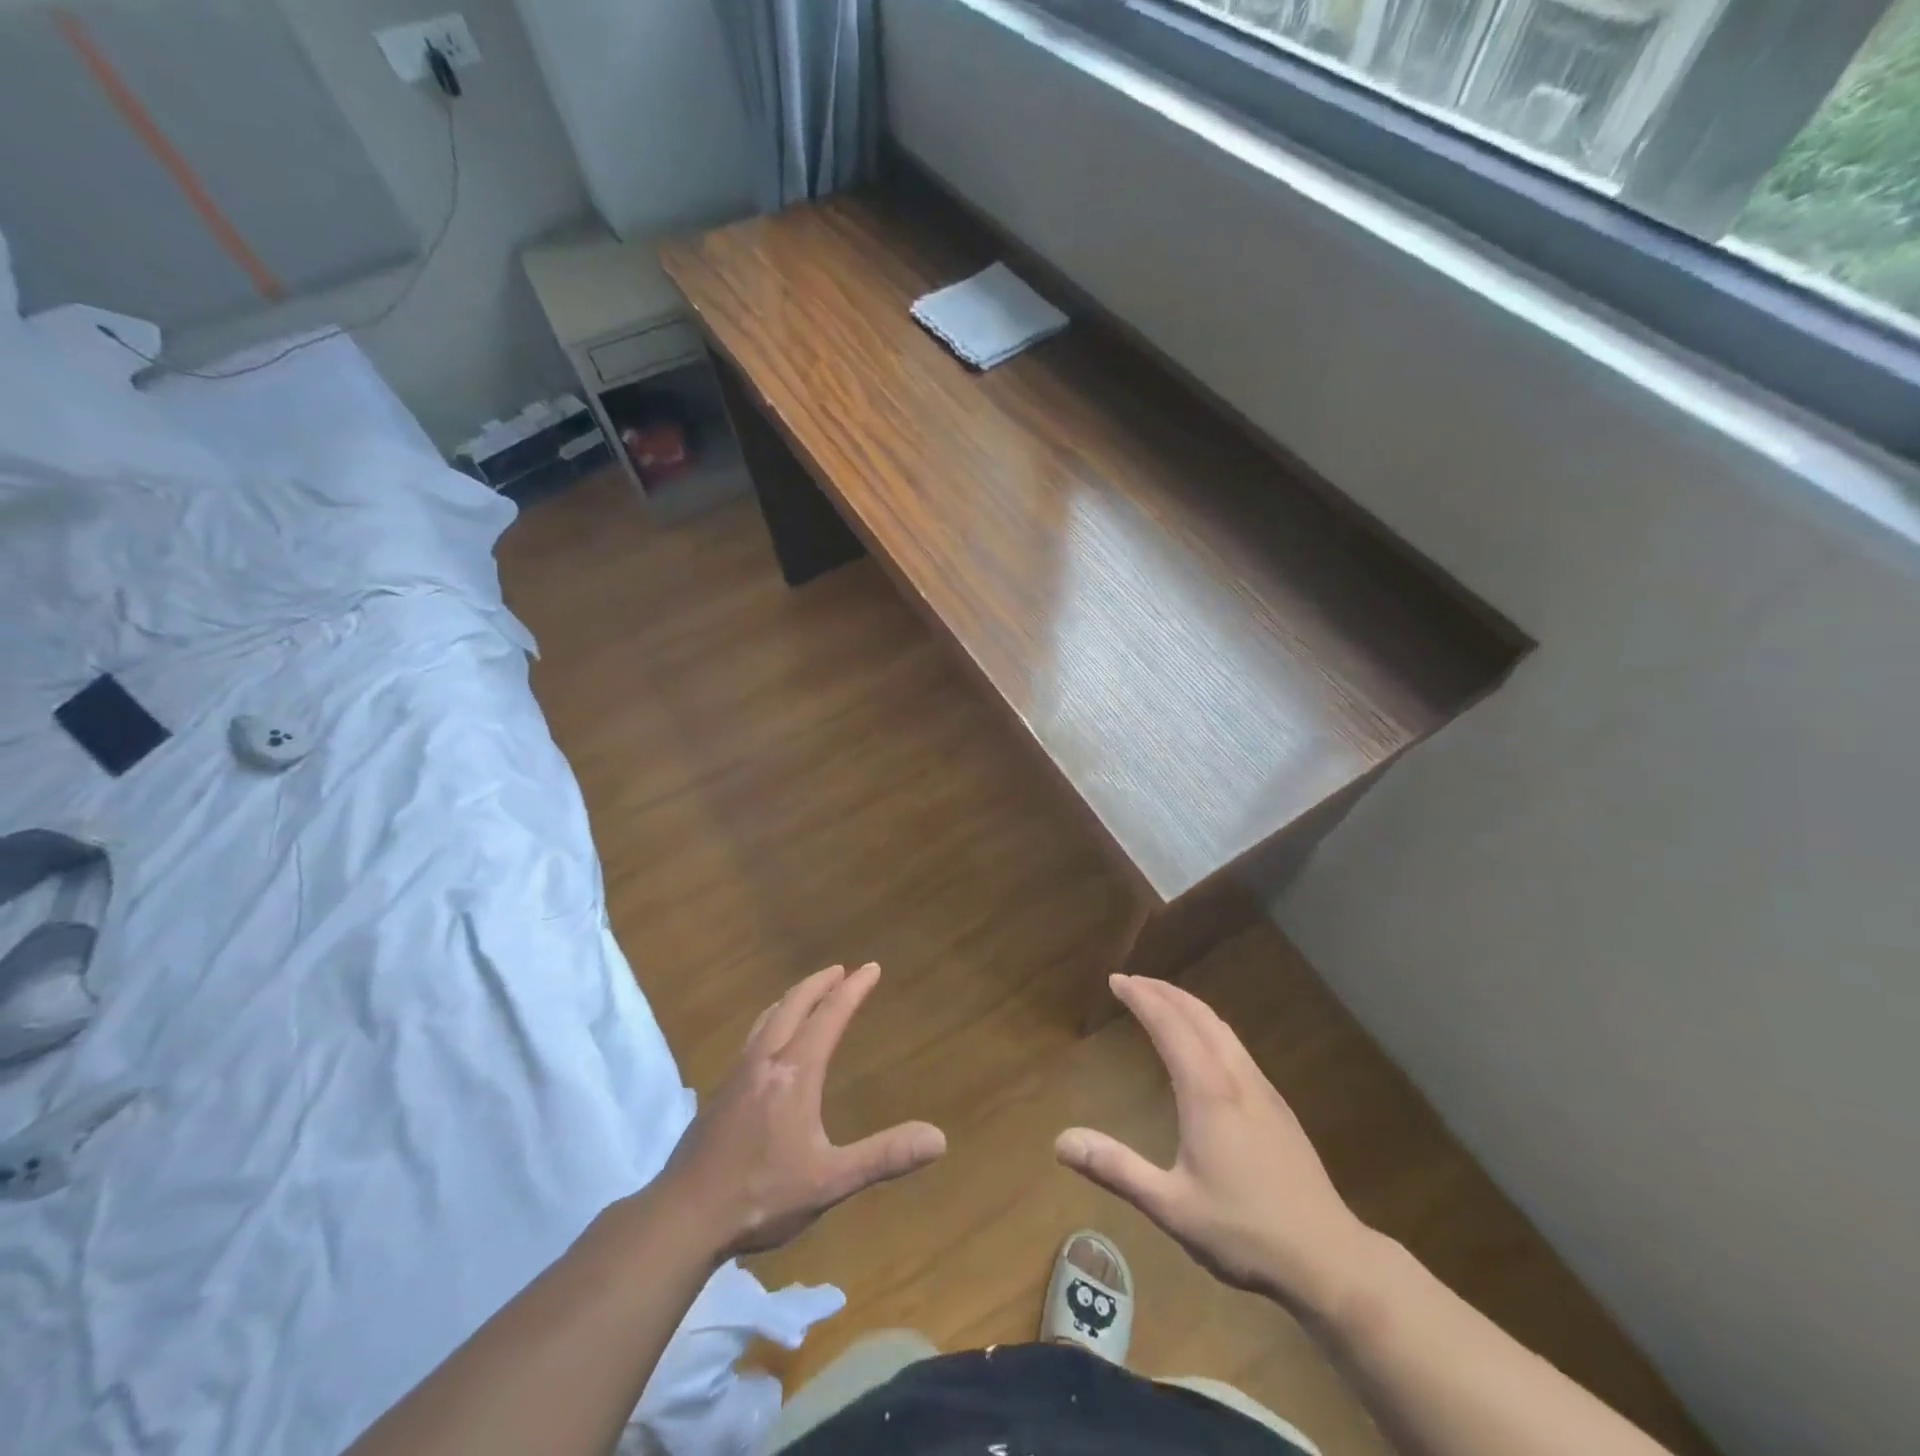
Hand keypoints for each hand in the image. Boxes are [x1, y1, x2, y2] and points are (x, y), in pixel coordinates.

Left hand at [657, 963, 946, 1260]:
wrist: (682, 1218)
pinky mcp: (719, 1094)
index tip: (871, 967)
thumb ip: (884, 1157)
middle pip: (793, 1006)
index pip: (829, 1017)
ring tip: (805, 995)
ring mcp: (737, 1076)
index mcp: (795, 1072)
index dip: (853, 990)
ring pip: (767, 1020)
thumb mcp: (830, 1181)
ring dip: (791, 999)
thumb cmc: (761, 1196)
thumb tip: (939, 1138)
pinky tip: (766, 1046)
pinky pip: (751, 1040)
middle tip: (840, 970)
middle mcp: (765, 1062)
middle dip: (819, 984)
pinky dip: (770, 1023)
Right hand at [1056, 975, 1376, 1316]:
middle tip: (1133, 981)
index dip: (1142, 998)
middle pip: (1198, 1015)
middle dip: (1164, 991)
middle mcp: (1235, 1078)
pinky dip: (1208, 1026)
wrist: (1330, 1259)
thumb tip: (1061, 1141)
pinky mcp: (1278, 1107)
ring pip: (1222, 1028)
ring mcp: (1262, 1090)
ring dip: (1188, 1005)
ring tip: (1163, 1002)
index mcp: (1207, 1092)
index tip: (1116, 980)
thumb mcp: (1171, 1207)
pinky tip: (1204, 1047)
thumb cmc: (1245, 1232)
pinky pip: (1235, 1046)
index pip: (1169, 1025)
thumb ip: (1117, 1169)